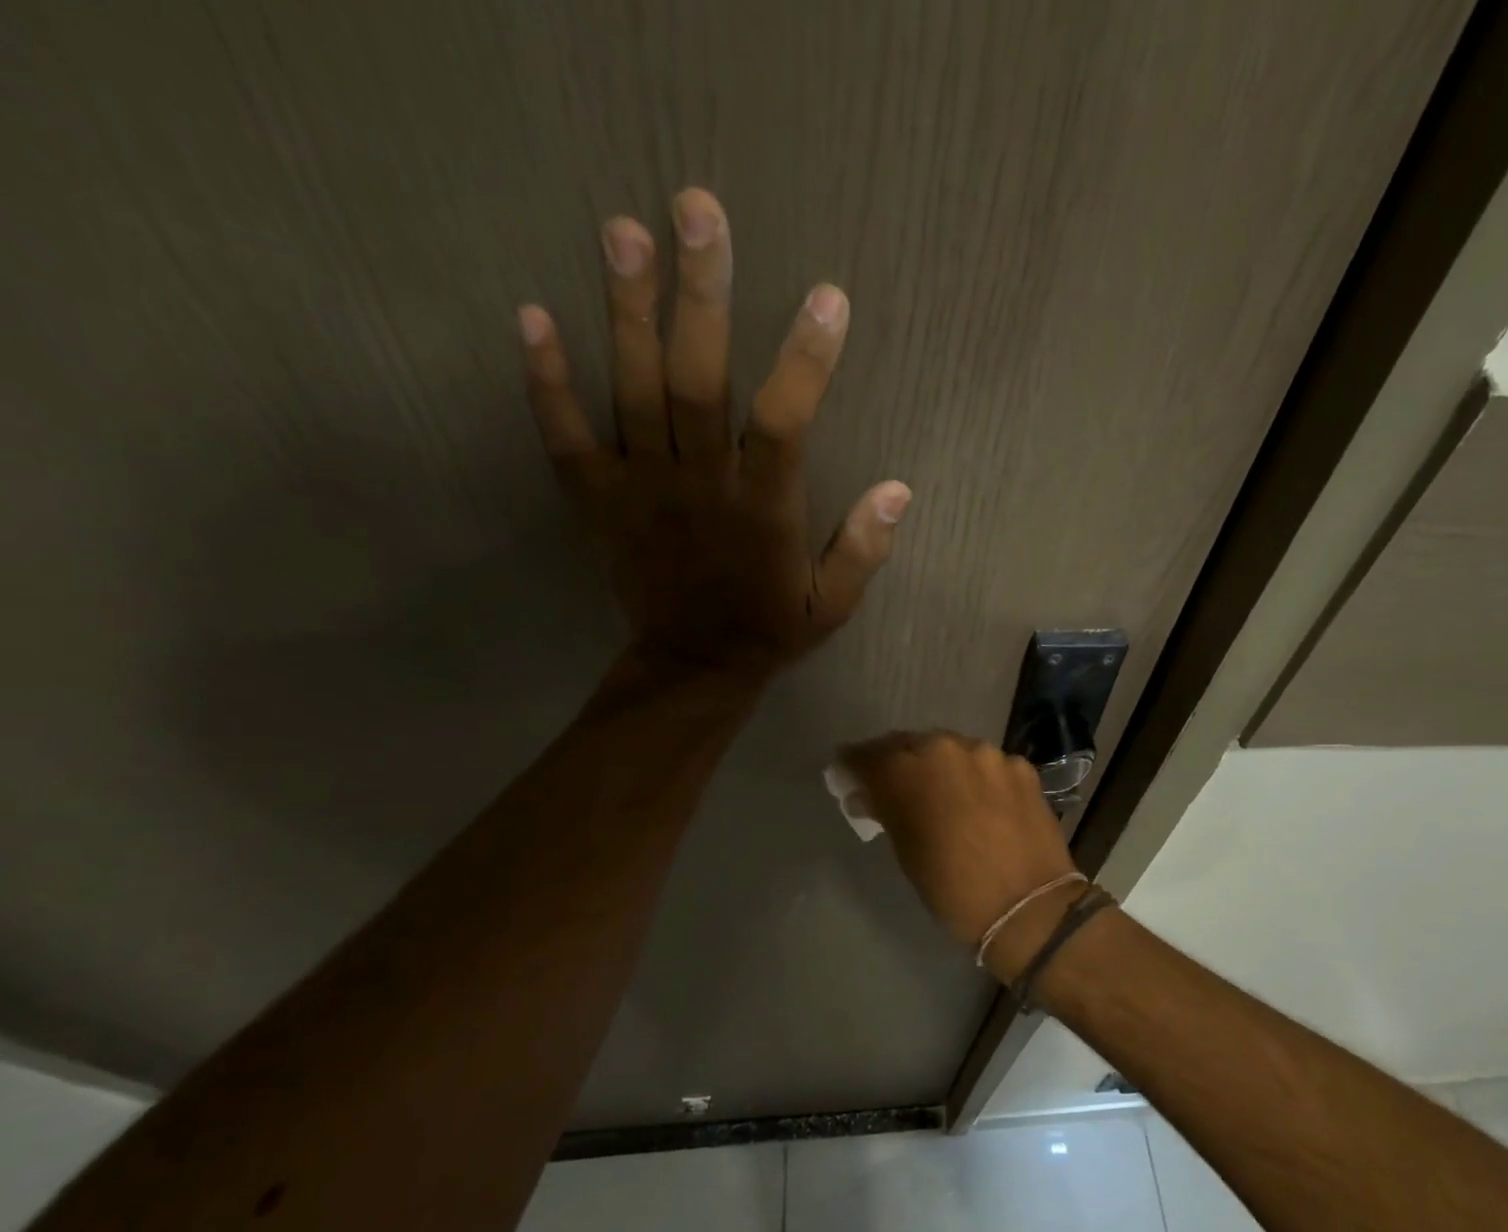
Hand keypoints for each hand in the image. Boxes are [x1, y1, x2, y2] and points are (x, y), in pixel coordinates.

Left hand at [518, 189, 909, 684]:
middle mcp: (700, 487)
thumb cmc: (768, 629)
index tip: (826, 297)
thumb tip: (900, 490)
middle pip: (697, 383)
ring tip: (622, 230)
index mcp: (762, 511)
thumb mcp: (831, 604)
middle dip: (700, 298)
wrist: (693, 668)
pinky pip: (566, 438)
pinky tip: (531, 314)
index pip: (783, 424)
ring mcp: (642, 490)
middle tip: (697, 211)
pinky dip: (546, 382)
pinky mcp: (599, 500)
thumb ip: (863, 549)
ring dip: (627, 312)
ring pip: (633, 393)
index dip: (805, 361)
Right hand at [837, 732, 1079, 973]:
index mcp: (907, 770)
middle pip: (910, 745)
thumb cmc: (954, 889)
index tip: (847, 775)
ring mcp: (989, 754)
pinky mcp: (1021, 766)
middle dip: (897, 763)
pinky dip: (977, 778)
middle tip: (893, 785)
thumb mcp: (907, 852)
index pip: (867, 756)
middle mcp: (946, 748)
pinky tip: (981, 803)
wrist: (1029, 907)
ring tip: (942, 794)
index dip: (853, 765)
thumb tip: (867, 797)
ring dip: (941, 768)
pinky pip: (987, 765)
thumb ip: (885, 812)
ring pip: (952, 751)